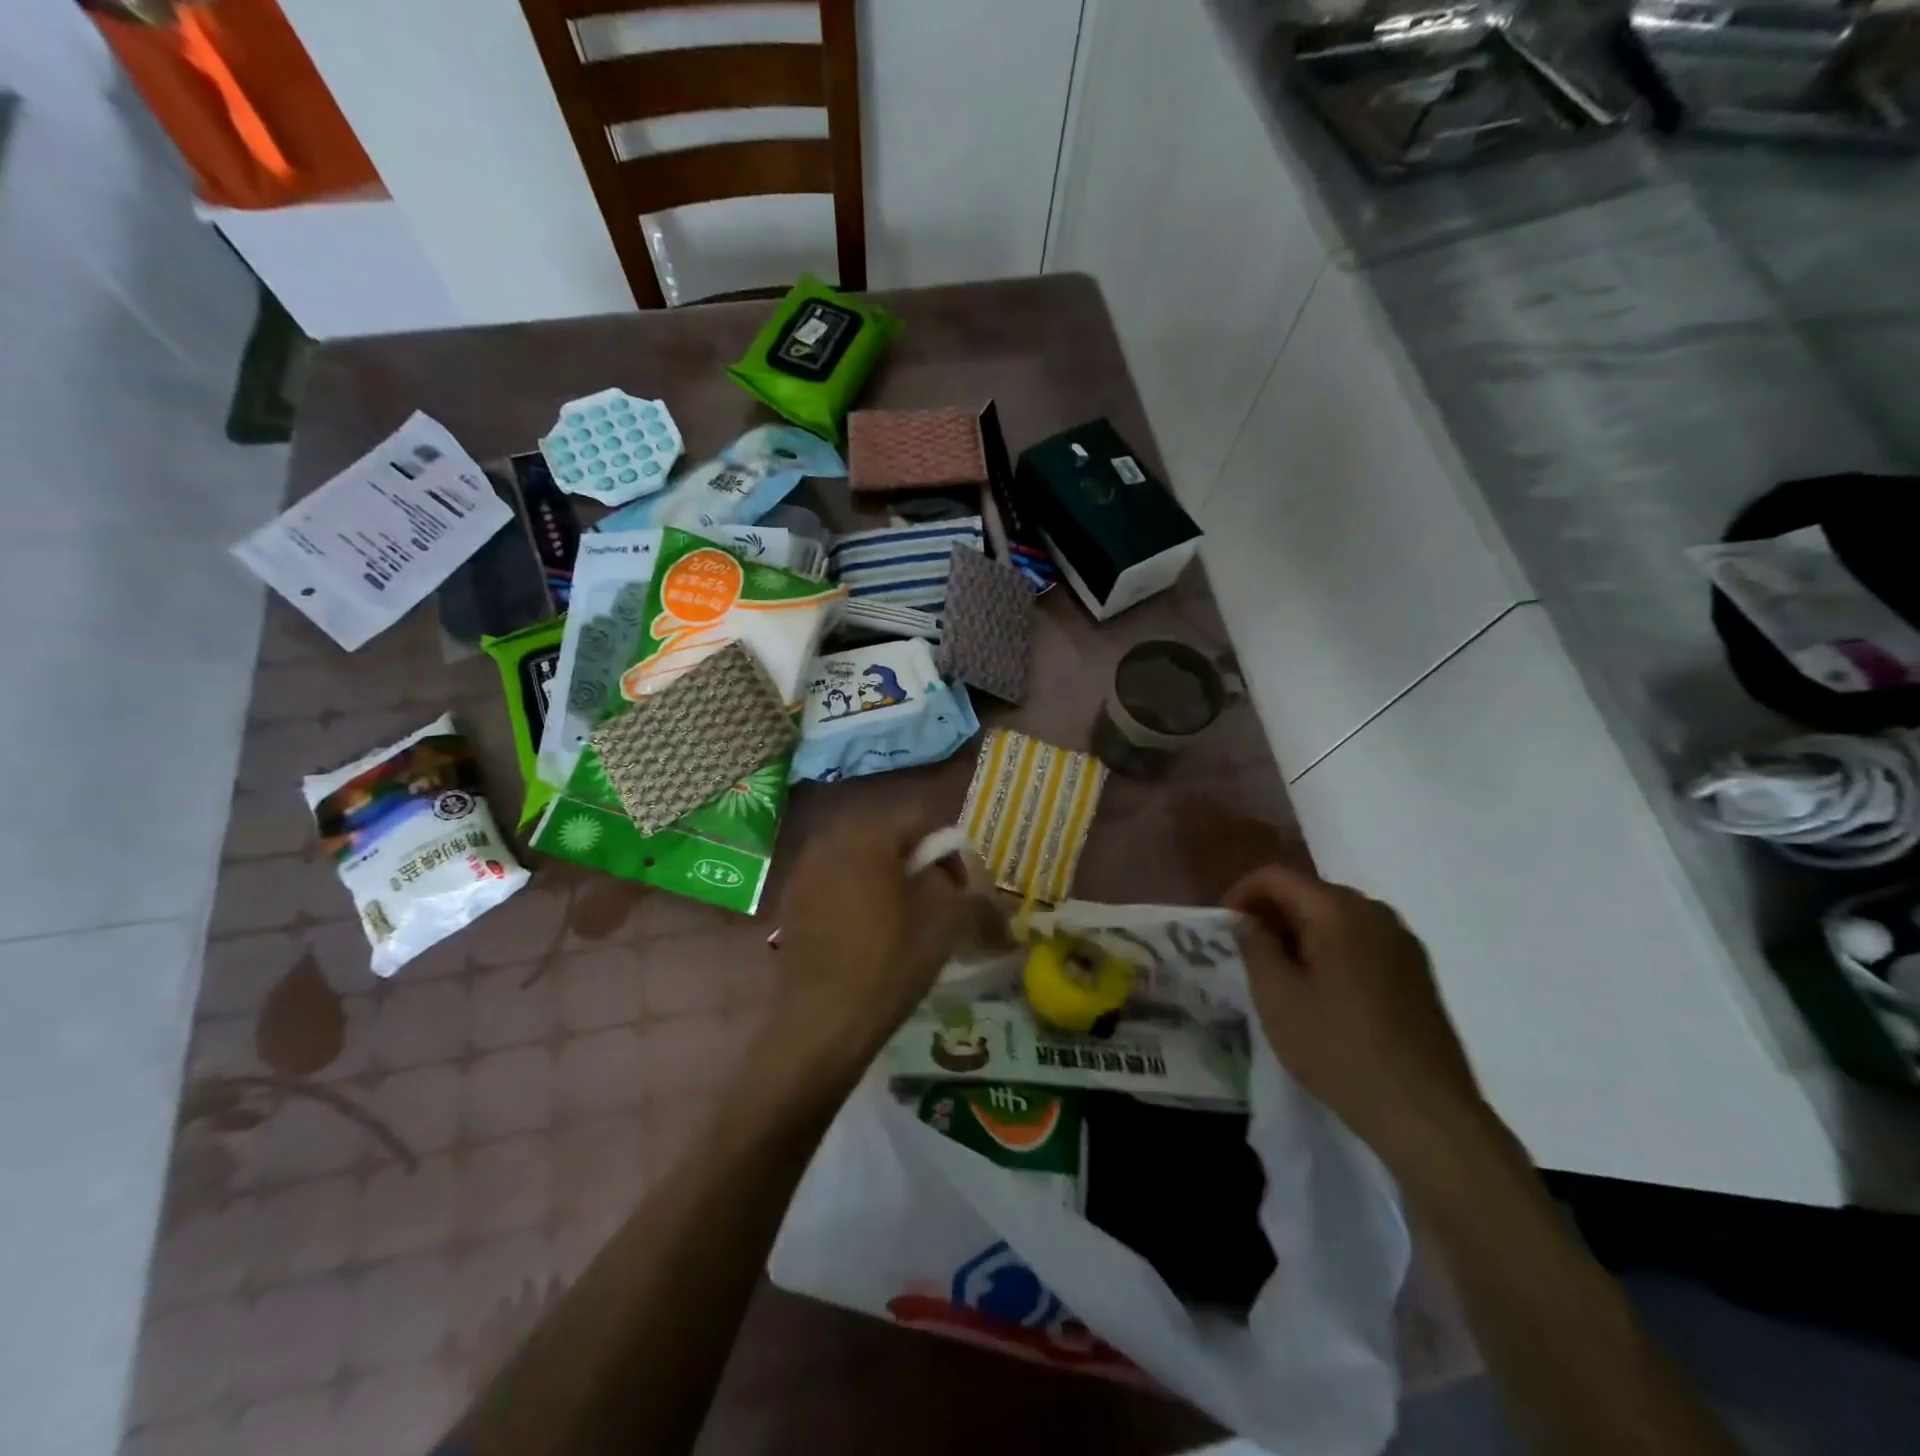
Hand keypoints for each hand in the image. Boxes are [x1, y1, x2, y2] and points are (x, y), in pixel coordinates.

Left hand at [771, 813, 969, 1084]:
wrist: (820, 1025)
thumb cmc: (888, 964)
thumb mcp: (944, 921)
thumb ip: (960, 884)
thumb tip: (955, 876)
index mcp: (867, 834)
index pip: (920, 819)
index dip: (948, 849)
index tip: (961, 886)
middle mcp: (829, 840)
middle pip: (888, 836)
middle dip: (916, 861)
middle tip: (938, 900)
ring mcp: (804, 870)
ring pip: (861, 860)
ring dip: (887, 879)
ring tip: (905, 918)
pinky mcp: (792, 901)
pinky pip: (837, 883)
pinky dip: (859, 895)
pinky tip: (870, 932)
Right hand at [1226, 865, 1489, 1169]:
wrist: (1425, 1113)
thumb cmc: (1338, 1048)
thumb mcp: (1277, 997)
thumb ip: (1255, 946)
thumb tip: (1247, 921)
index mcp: (1337, 910)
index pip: (1275, 877)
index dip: (1241, 894)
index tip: (1224, 929)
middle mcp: (1374, 912)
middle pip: (1308, 892)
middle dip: (1272, 914)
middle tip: (1248, 953)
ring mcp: (1402, 941)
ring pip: (1336, 917)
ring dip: (1301, 933)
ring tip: (1282, 974)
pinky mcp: (1417, 971)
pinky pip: (1362, 941)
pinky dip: (1332, 950)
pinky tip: (1324, 992)